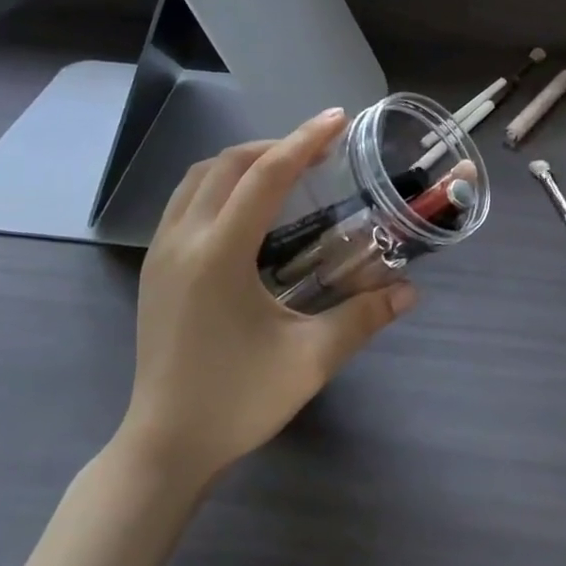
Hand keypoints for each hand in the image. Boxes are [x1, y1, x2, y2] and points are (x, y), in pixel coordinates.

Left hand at [120, 109, 416, 483]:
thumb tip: (410, 291)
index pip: (266, 176)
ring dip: (244, 161)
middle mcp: (184, 239)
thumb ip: (363, 318)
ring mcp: (161, 251)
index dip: (305, 141)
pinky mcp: (154, 266)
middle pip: (229, 163)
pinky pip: (185, 199)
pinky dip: (219, 183)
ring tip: (286, 170)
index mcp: (219, 254)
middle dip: (277, 146)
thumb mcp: (309, 361)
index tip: (338, 118)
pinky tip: (246, 207)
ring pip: (200, 176)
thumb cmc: (237, 402)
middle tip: (320, 150)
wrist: (164, 447)